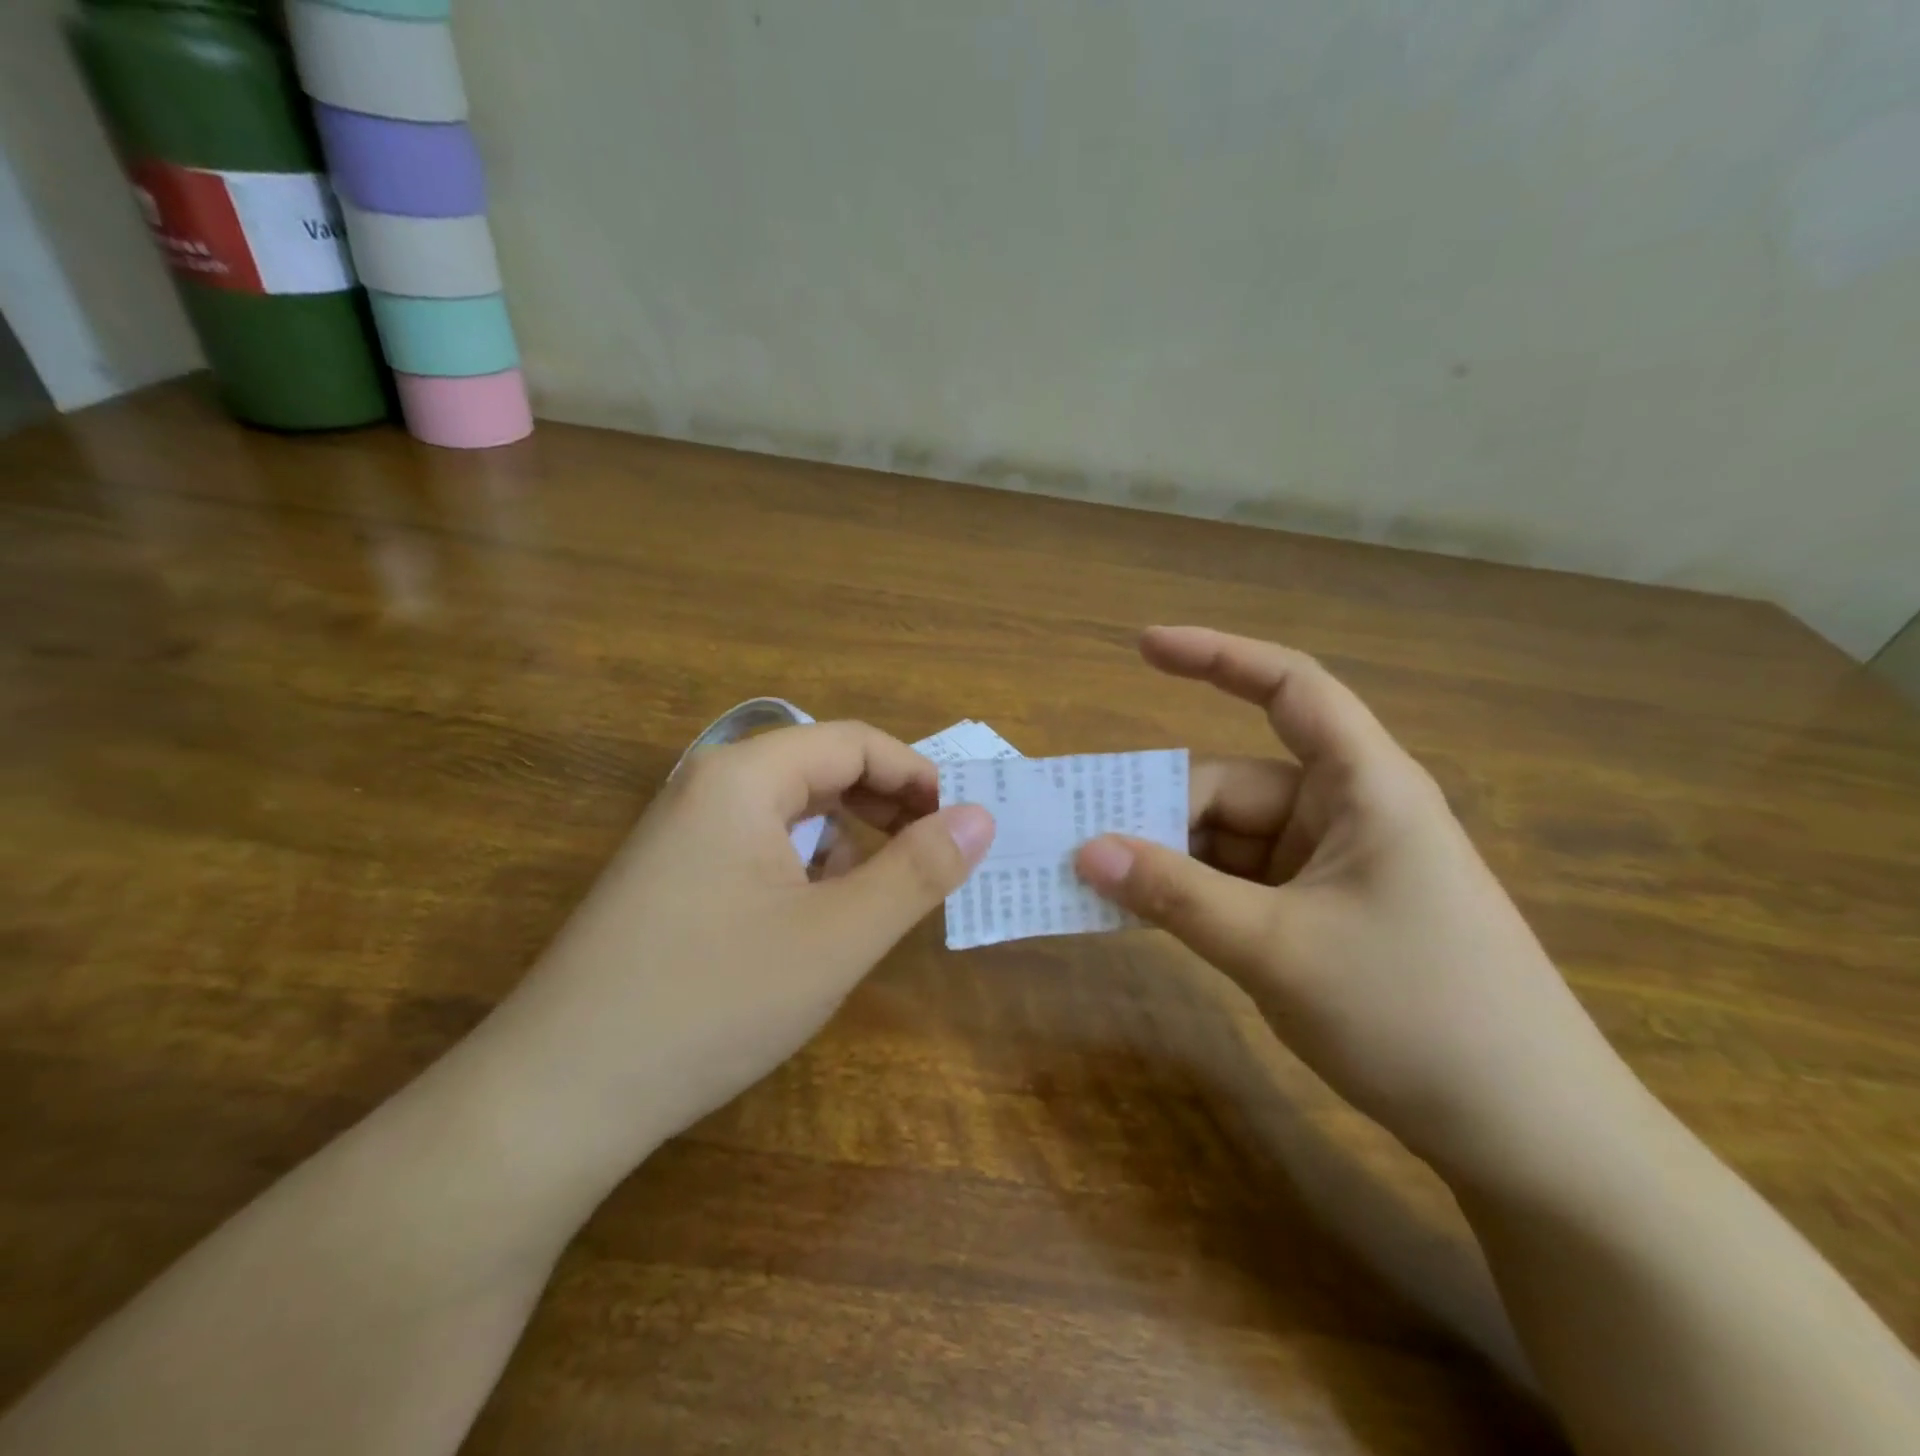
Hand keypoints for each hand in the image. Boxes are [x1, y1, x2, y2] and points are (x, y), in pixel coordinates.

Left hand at [478, 721, 994, 1171]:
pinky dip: (803, 863)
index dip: (917, 775)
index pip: (855, 742)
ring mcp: (680, 834)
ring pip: (789, 809)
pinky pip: (756, 845)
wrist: (556, 1096)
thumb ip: (916, 871)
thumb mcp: (836, 937)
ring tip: (880, 887)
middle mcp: (707, 787)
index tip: (961, 825)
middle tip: (935, 853)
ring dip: (846, 835)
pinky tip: (814, 914)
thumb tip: (980, 817)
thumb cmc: (712, 1001)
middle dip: (886, 802)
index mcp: (744, 777)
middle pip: (820, 767)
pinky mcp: (669, 878)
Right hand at [1075, 627, 1633, 1180]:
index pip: (1289, 688)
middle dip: (1158, 809)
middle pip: (1233, 784)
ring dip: (1168, 857)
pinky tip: (1143, 912)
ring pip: (1230, 838)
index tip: (1142, 648)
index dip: (1215, 657)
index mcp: (1364, 786)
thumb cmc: (1418, 1018)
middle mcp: (1347, 812)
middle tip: (1077, 840)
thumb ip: (1176, 896)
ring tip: (1093, 879)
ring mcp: (1334, 866)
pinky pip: (1241, 882)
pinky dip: (1194, 892)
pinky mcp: (1325, 913)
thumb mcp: (1277, 950)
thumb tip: (1085, 851)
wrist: (1529, 1137)